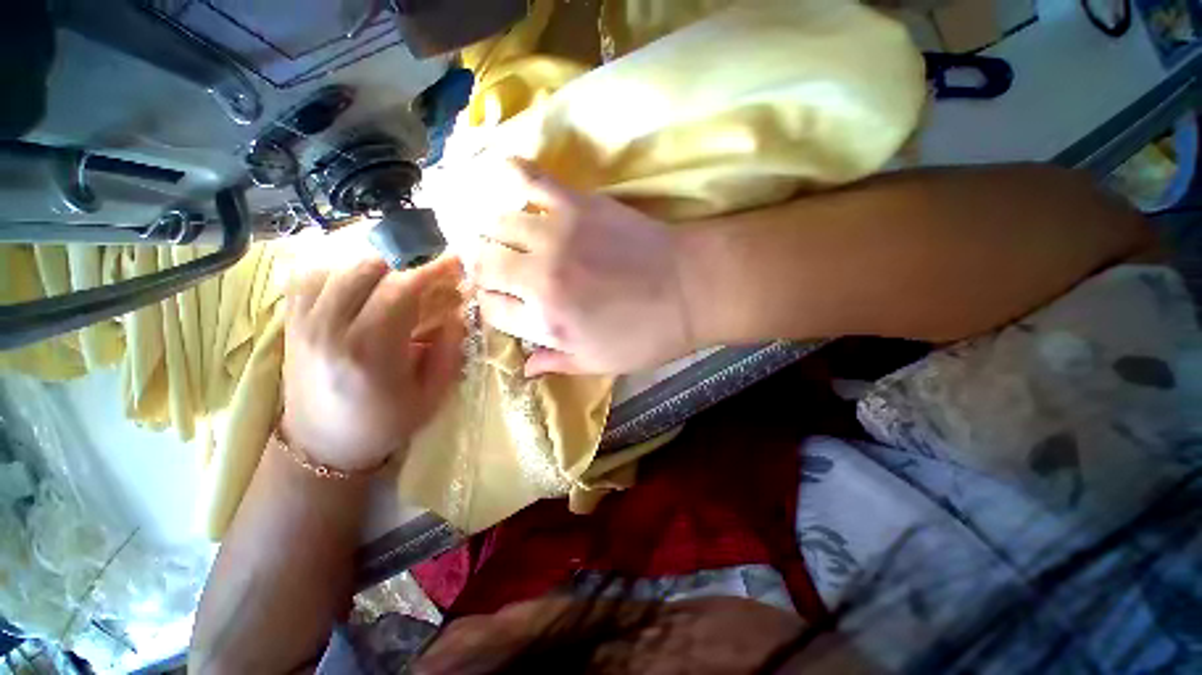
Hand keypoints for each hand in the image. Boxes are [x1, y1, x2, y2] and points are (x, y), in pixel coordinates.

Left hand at [281, 256, 463, 471]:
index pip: (401, 289)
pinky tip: (360, 279)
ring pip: (336, 266)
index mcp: (370, 351)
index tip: (455, 261)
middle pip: (366, 268)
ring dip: (375, 263)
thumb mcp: (432, 395)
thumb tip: (459, 312)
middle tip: (430, 267)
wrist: (322, 446)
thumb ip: (449, 350)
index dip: (432, 269)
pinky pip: (309, 277)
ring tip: (400, 273)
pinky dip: (339, 268)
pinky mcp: (291, 323)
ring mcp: (303, 323)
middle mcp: (329, 329)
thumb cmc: (384, 424)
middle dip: (406, 260)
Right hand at [470, 159, 695, 375]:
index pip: (491, 309)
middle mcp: (539, 277)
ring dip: (493, 232)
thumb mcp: (600, 363)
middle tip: (498, 270)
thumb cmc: (648, 334)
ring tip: (502, 236)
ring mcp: (556, 235)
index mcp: (546, 321)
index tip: (502, 302)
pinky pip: (530, 180)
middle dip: (484, 269)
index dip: (491, 306)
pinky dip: (509, 174)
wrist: (691, 288)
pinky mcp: (576, 204)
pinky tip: (499, 174)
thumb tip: (524, 368)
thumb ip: (556, 363)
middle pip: (484, 263)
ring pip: (496, 224)